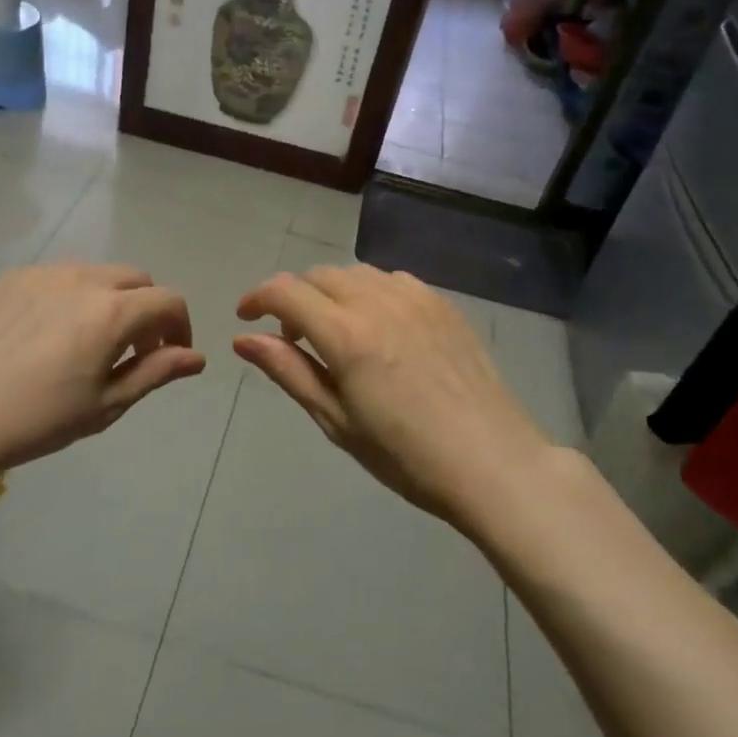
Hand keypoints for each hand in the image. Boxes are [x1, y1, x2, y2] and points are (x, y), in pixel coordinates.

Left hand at [0, 263, 205, 480]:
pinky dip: (72, 297)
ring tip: (89, 343)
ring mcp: (43, 274)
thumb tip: (197, 357)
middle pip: (137, 279)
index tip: (169, 356)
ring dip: (111, 300)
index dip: (180, 327)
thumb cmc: (37, 420)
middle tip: (134, 351)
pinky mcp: (11, 278)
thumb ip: (156, 373)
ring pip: (97, 274)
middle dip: (148, 310)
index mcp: (112, 312)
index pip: (169, 301)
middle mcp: (83, 279)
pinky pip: (58, 277)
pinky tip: (48, 336)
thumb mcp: (106, 405)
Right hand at [234, 264, 554, 528]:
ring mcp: (415, 297)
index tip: (246, 318)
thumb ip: (289, 371)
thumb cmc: (406, 456)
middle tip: (293, 337)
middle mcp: (377, 301)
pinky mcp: (443, 304)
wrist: (493, 463)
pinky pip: (392, 280)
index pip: (285, 291)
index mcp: (346, 334)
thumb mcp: (337, 421)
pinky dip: (369, 292)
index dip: (257, 297)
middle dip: (294, 297)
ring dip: (331, 293)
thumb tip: (244, 339)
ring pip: (355, 274)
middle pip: (319, 275)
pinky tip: (379, 328)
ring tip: (336, 333)